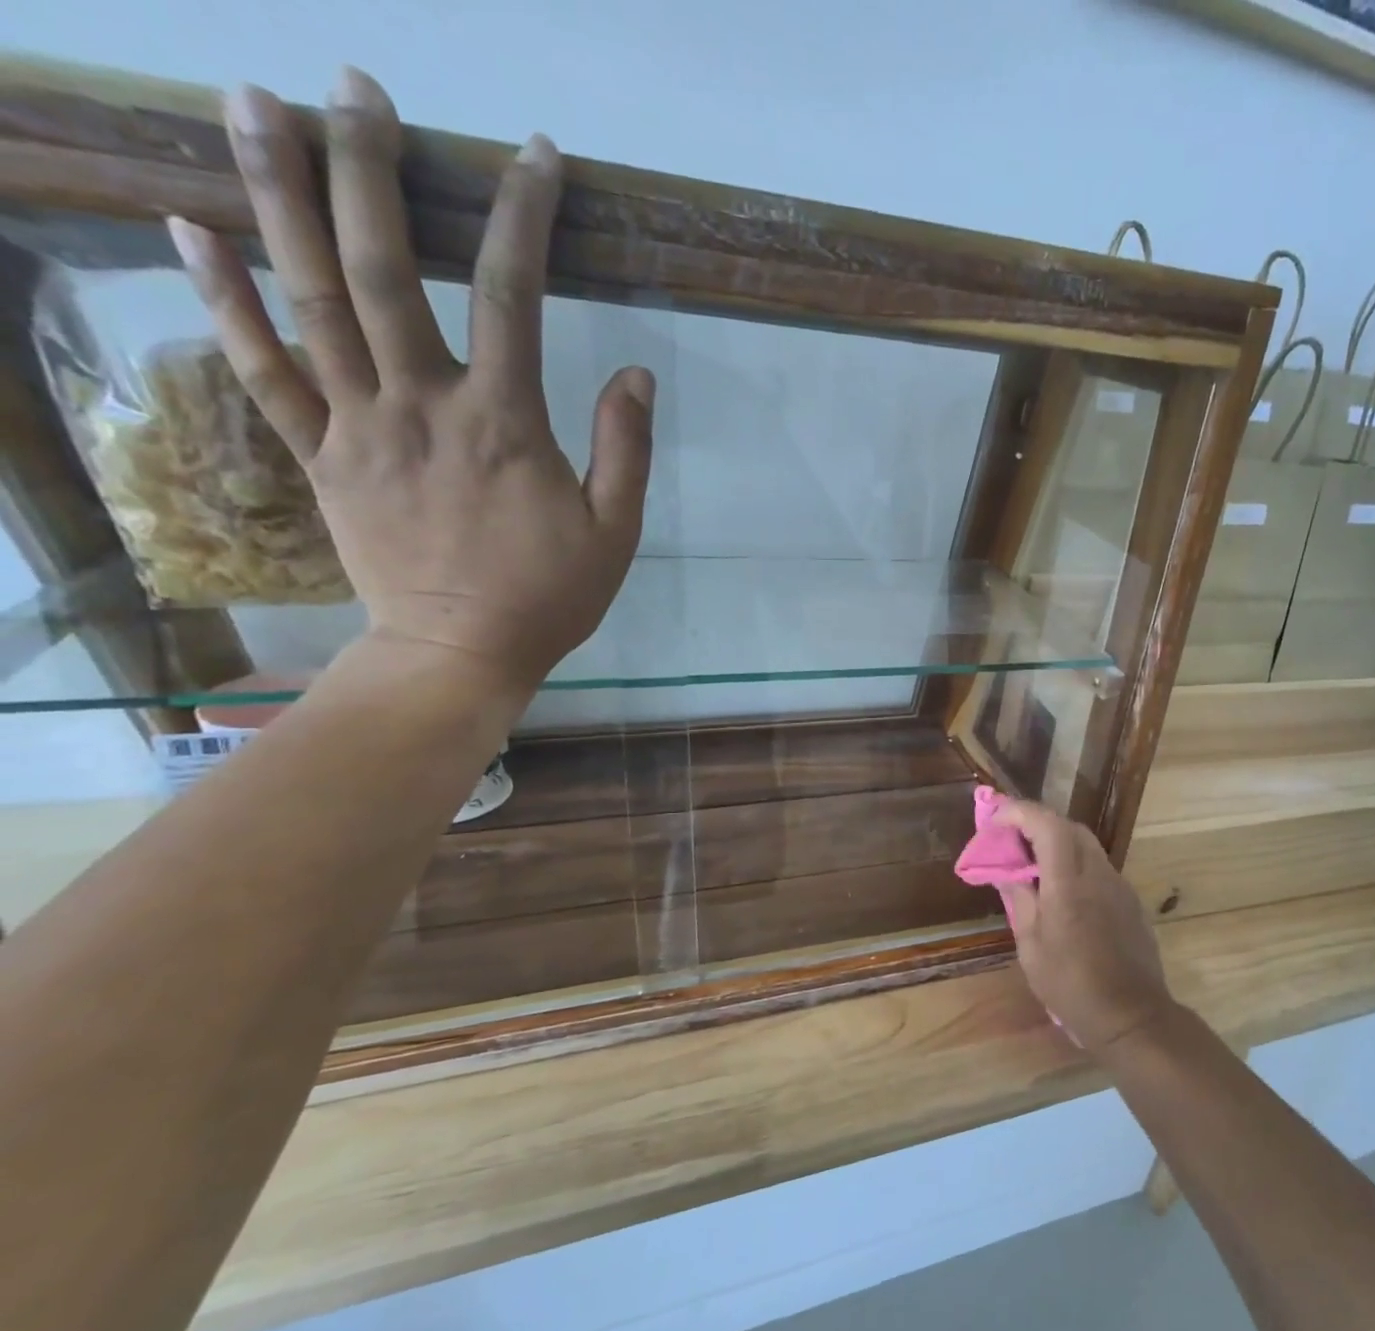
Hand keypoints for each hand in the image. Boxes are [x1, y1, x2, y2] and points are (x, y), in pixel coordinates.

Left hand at [167, 67, 651, 698]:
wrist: (461, 653)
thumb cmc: (550, 596)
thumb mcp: (616, 532)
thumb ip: (625, 449)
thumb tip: (636, 371)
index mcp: (503, 423)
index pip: (511, 295)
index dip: (523, 217)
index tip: (534, 157)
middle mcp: (420, 405)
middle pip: (381, 268)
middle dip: (370, 168)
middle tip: (356, 85)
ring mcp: (357, 426)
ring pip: (308, 298)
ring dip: (275, 194)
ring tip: (252, 98)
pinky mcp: (319, 457)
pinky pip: (261, 370)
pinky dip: (222, 299)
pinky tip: (190, 228)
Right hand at [994, 800, 1177, 1054]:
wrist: (1132, 1017)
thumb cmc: (1071, 985)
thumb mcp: (1031, 946)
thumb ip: (1020, 899)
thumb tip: (1007, 871)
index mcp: (1068, 883)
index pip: (1047, 824)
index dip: (1020, 813)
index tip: (996, 820)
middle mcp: (1098, 874)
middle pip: (1070, 827)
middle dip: (1038, 823)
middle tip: (1012, 840)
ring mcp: (1119, 886)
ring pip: (1087, 846)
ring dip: (1058, 844)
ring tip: (1033, 866)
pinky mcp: (1131, 901)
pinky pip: (1099, 868)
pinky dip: (1075, 865)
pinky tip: (1062, 892)